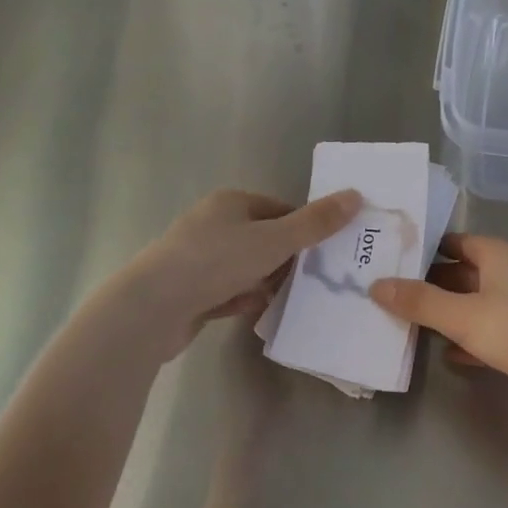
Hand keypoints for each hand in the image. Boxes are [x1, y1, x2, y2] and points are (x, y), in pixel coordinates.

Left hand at [88, 187, 361, 352]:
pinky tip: (259, 312)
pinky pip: (228, 290)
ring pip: (248, 267)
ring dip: (267, 282)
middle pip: (265, 238)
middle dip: (288, 260)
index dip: (305, 229)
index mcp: (232, 202)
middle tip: (315, 280)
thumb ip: (316, 222)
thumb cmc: (215, 262)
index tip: (326, 253)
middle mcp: (213, 224)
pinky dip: (245, 299)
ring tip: (293, 299)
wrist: (151, 309)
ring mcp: (198, 258)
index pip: (280, 209)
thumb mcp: (274, 240)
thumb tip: (356, 195)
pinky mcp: (190, 290)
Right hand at [371, 235, 507, 415]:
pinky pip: (491, 330)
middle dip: (428, 285)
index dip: (421, 249)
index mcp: (497, 254)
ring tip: (406, 325)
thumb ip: (420, 302)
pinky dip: (469, 338)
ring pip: (475, 303)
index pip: (452, 241)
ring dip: (447, 314)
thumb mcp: (466, 316)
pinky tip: (447, 355)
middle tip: (387, 296)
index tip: (386, 260)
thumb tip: (376, 284)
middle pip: (461, 272)